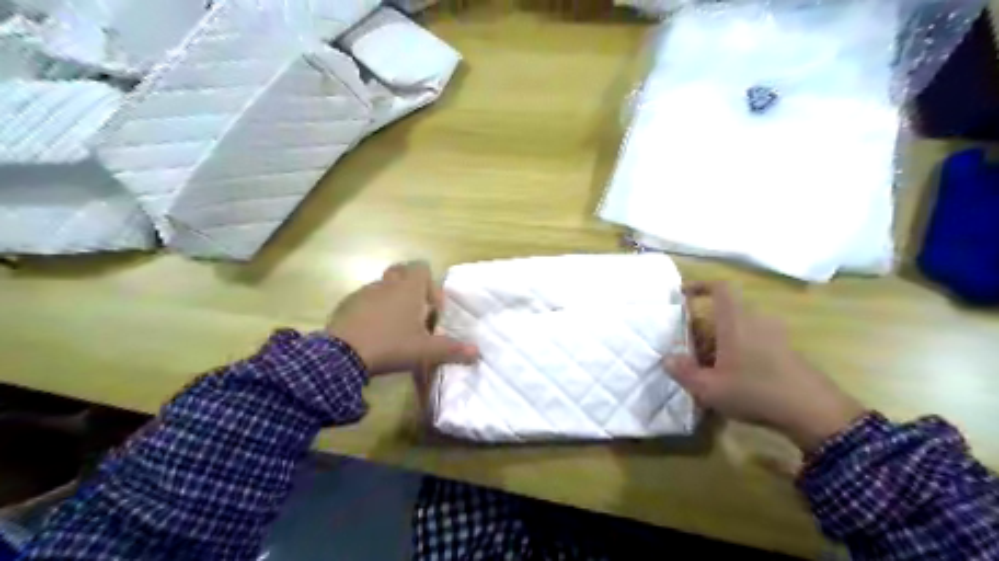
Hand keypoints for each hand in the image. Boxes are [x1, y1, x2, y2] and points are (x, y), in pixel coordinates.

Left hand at [329, 263, 478, 376]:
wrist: (342, 355)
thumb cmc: (391, 345)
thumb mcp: (425, 351)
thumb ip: (452, 349)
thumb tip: (477, 353)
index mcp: (408, 289)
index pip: (422, 267)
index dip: (431, 286)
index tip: (432, 311)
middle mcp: (387, 284)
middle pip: (402, 271)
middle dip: (411, 287)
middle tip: (414, 312)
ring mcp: (364, 292)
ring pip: (383, 287)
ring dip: (391, 300)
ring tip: (394, 327)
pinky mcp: (347, 304)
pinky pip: (365, 300)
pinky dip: (372, 310)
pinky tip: (373, 332)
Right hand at [670, 282, 867, 453]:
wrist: (814, 412)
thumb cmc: (755, 391)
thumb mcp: (709, 388)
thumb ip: (683, 372)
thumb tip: (667, 359)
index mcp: (736, 320)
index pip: (721, 287)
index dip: (701, 285)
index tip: (683, 295)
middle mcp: (756, 320)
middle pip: (726, 311)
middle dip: (705, 325)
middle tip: (690, 347)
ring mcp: (775, 334)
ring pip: (740, 327)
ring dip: (722, 339)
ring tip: (709, 365)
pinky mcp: (786, 350)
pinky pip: (755, 339)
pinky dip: (739, 349)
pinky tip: (734, 376)